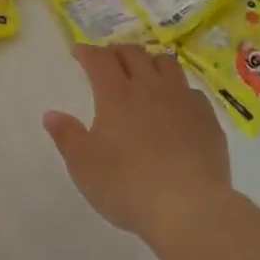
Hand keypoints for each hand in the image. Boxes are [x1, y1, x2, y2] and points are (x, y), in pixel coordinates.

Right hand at [43, 43, 233, 247]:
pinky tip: (175, 104)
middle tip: (108, 61)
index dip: (87, 52)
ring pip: (166, 64)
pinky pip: (190, 90)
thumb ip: (67, 136)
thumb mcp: (84, 166)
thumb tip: (51, 114)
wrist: (189, 207)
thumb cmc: (127, 186)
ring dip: (149, 62)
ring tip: (143, 73)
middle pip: (133, 54)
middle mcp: (150, 87)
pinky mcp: (207, 118)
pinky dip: (177, 89)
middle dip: (116, 52)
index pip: (100, 59)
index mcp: (116, 94)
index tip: (78, 52)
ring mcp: (183, 100)